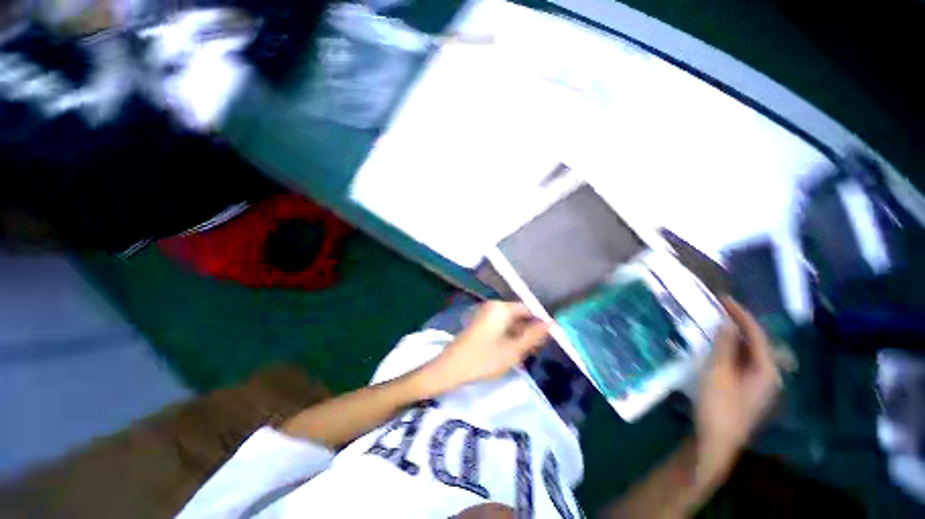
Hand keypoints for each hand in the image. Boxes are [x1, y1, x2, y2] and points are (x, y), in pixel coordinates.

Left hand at [423, 301, 549, 395]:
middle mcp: (493, 306)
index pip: (528, 309)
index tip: (548, 339)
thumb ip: (533, 336)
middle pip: (518, 314)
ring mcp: (484, 313)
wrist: (451, 367)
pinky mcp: (479, 322)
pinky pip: (500, 324)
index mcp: (501, 308)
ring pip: (509, 321)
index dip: (539, 322)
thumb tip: (551, 324)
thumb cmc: (484, 359)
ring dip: (519, 334)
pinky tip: (511, 349)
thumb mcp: (513, 350)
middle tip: (536, 349)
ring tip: (525, 351)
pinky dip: (508, 335)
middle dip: (528, 329)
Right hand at [696, 297, 780, 474]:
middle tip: (720, 309)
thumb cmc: (719, 406)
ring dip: (735, 337)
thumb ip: (725, 347)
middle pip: (757, 343)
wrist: (716, 441)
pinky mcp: (747, 389)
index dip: (741, 315)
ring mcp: (758, 385)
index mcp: (767, 371)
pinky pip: (743, 362)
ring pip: (750, 353)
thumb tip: (728, 322)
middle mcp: (768, 376)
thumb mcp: (719, 373)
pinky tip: (719, 347)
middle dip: (740, 324)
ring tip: (718, 322)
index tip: (725, 299)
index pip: (757, 335)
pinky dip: (732, 350)